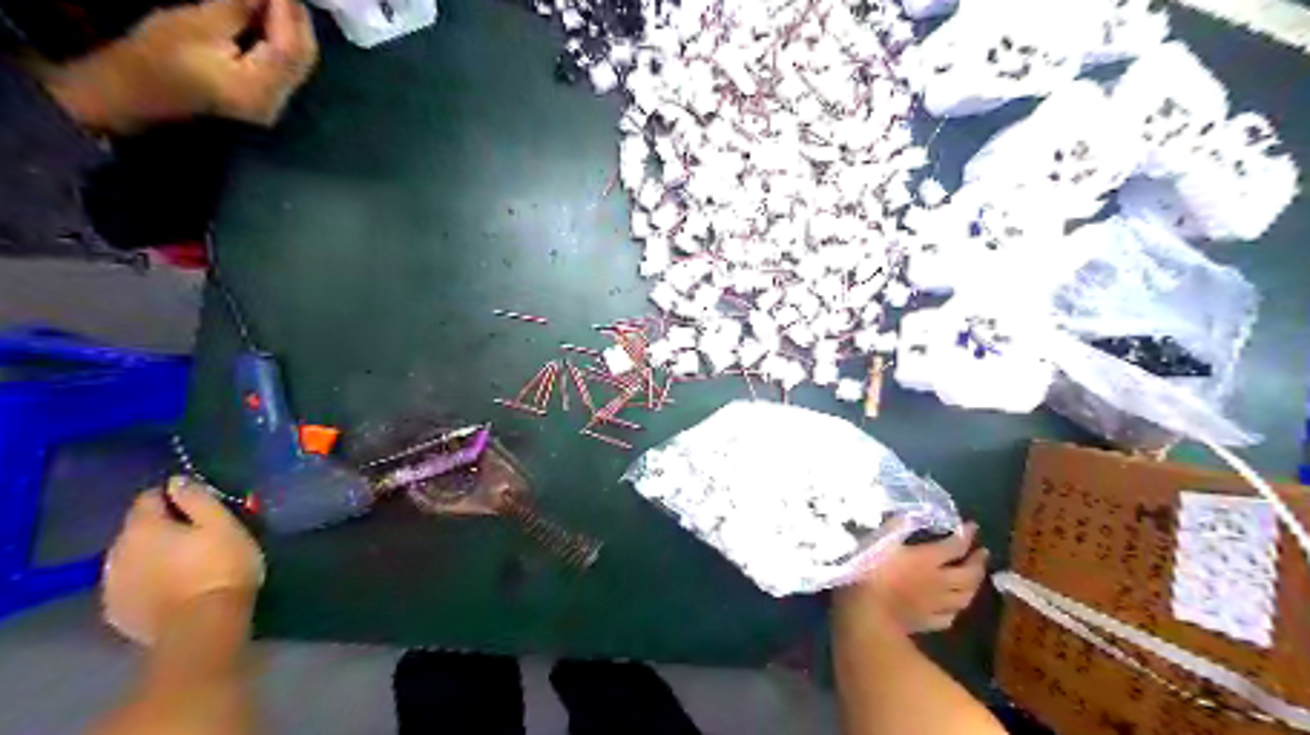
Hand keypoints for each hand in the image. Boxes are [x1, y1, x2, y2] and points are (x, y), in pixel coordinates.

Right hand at [41, 0, 314, 132]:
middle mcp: (277, 102)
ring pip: (298, 64)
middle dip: (298, 21)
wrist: (136, 94)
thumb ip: (239, 9)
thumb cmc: (156, 57)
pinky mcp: (266, 99)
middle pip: (302, 59)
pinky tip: (274, 20)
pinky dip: (284, 42)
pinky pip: (286, 68)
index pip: (290, 48)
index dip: (289, 12)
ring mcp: (274, 104)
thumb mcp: (197, 24)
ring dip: (293, 31)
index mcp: (259, 88)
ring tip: (281, 0)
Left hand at [102, 478, 263, 645]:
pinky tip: (170, 587)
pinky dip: (146, 580)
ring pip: (131, 558)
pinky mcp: (116, 611)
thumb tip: (176, 481)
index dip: (173, 496)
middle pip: (137, 529)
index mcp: (143, 527)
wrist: (201, 626)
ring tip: (184, 563)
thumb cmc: (220, 567)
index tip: (198, 504)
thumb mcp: (222, 525)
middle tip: (196, 535)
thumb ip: (197, 499)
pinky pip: (130, 584)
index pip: (148, 498)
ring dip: (152, 555)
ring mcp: (111, 584)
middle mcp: (116, 551)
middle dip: (161, 528)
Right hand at [833, 523, 988, 638]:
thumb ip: (896, 526)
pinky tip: (951, 607)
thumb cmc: (869, 571)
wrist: (866, 613)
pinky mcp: (927, 623)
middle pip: (968, 574)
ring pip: (964, 597)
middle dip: (978, 562)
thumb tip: (909, 513)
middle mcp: (939, 581)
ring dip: (973, 586)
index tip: (974, 526)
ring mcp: (935, 605)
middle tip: (982, 554)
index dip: (967, 535)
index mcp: (927, 559)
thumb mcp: (879, 541)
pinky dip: (954, 609)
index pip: (955, 545)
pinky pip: (949, 617)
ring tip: (974, 579)